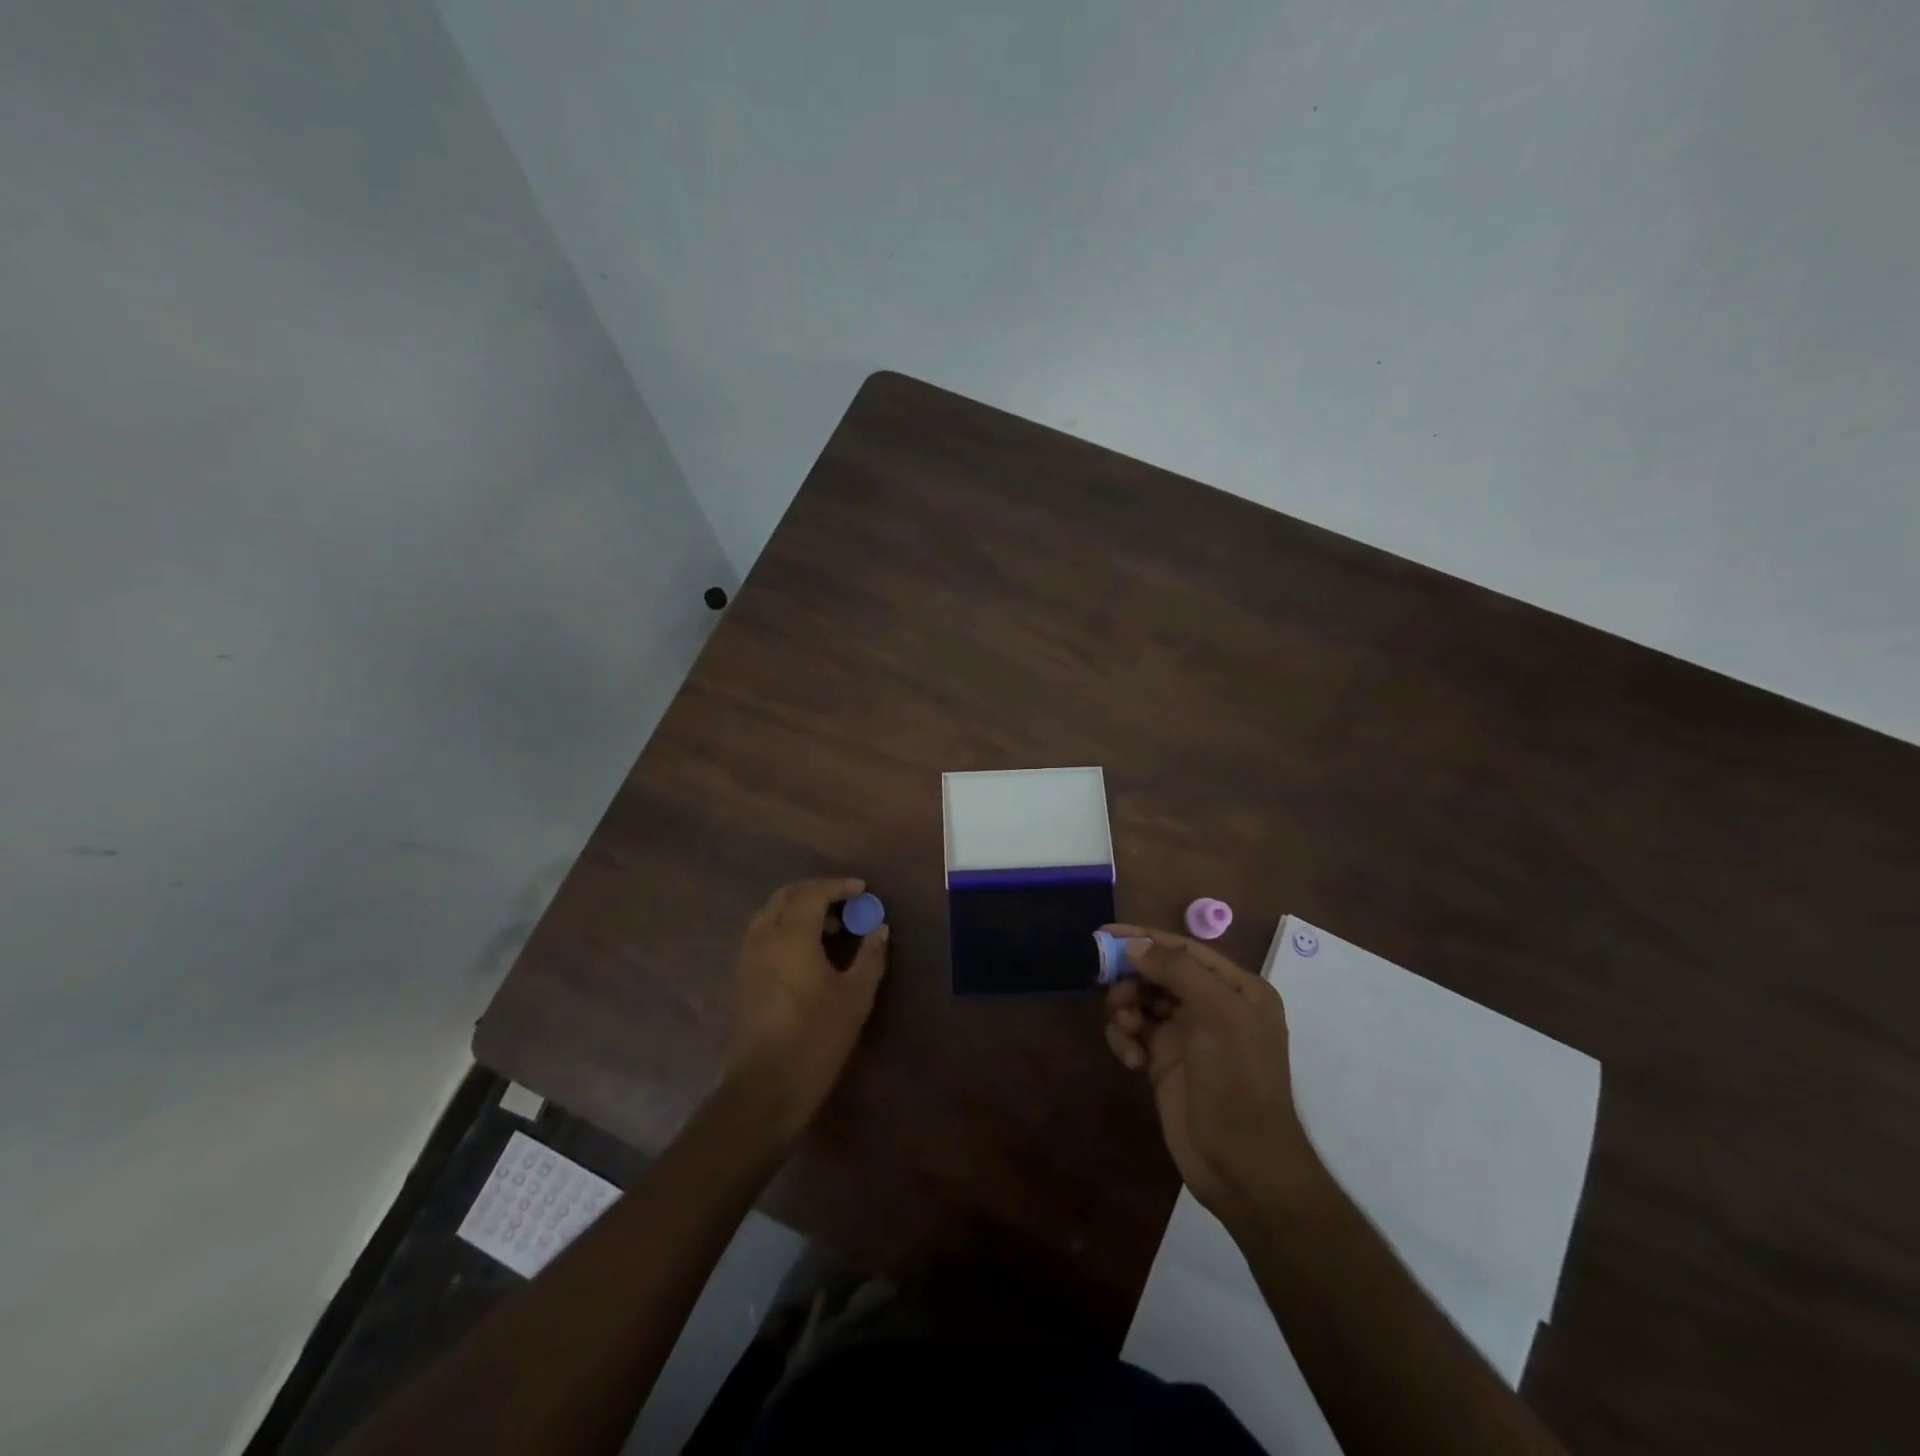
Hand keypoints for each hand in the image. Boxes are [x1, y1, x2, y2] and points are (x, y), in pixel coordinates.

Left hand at [723, 877, 889, 1140]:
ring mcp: (748, 956)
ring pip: (771, 912)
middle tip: (846, 901)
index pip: (813, 893)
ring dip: (799, 908)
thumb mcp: (856, 996)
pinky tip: (806, 949)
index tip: (862, 890)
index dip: (839, 886)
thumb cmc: (817, 1038)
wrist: (765, 1086)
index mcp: (791, 935)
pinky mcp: (742, 975)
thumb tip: (880, 928)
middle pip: (787, 895)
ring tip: (830, 926)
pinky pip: (763, 932)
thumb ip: (870, 956)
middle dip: (817, 891)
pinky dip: (785, 926)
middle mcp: (764, 936)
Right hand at [1102, 925, 1321, 1220]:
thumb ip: (1176, 971)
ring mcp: (1188, 1036)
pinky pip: (1134, 1033)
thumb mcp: (1217, 1015)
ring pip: (1142, 1002)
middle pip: (1158, 973)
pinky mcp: (1164, 1062)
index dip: (1144, 938)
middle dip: (1131, 978)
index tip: (1103, 934)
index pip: (1184, 949)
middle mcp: (1212, 1006)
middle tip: (1105, 985)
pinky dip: (1125, 1039)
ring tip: (1125, 1029)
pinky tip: (1129, 1059)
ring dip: (1125, 1009)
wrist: (1242, 1165)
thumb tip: (1134, 945)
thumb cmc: (1237, 1081)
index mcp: (1237, 989)